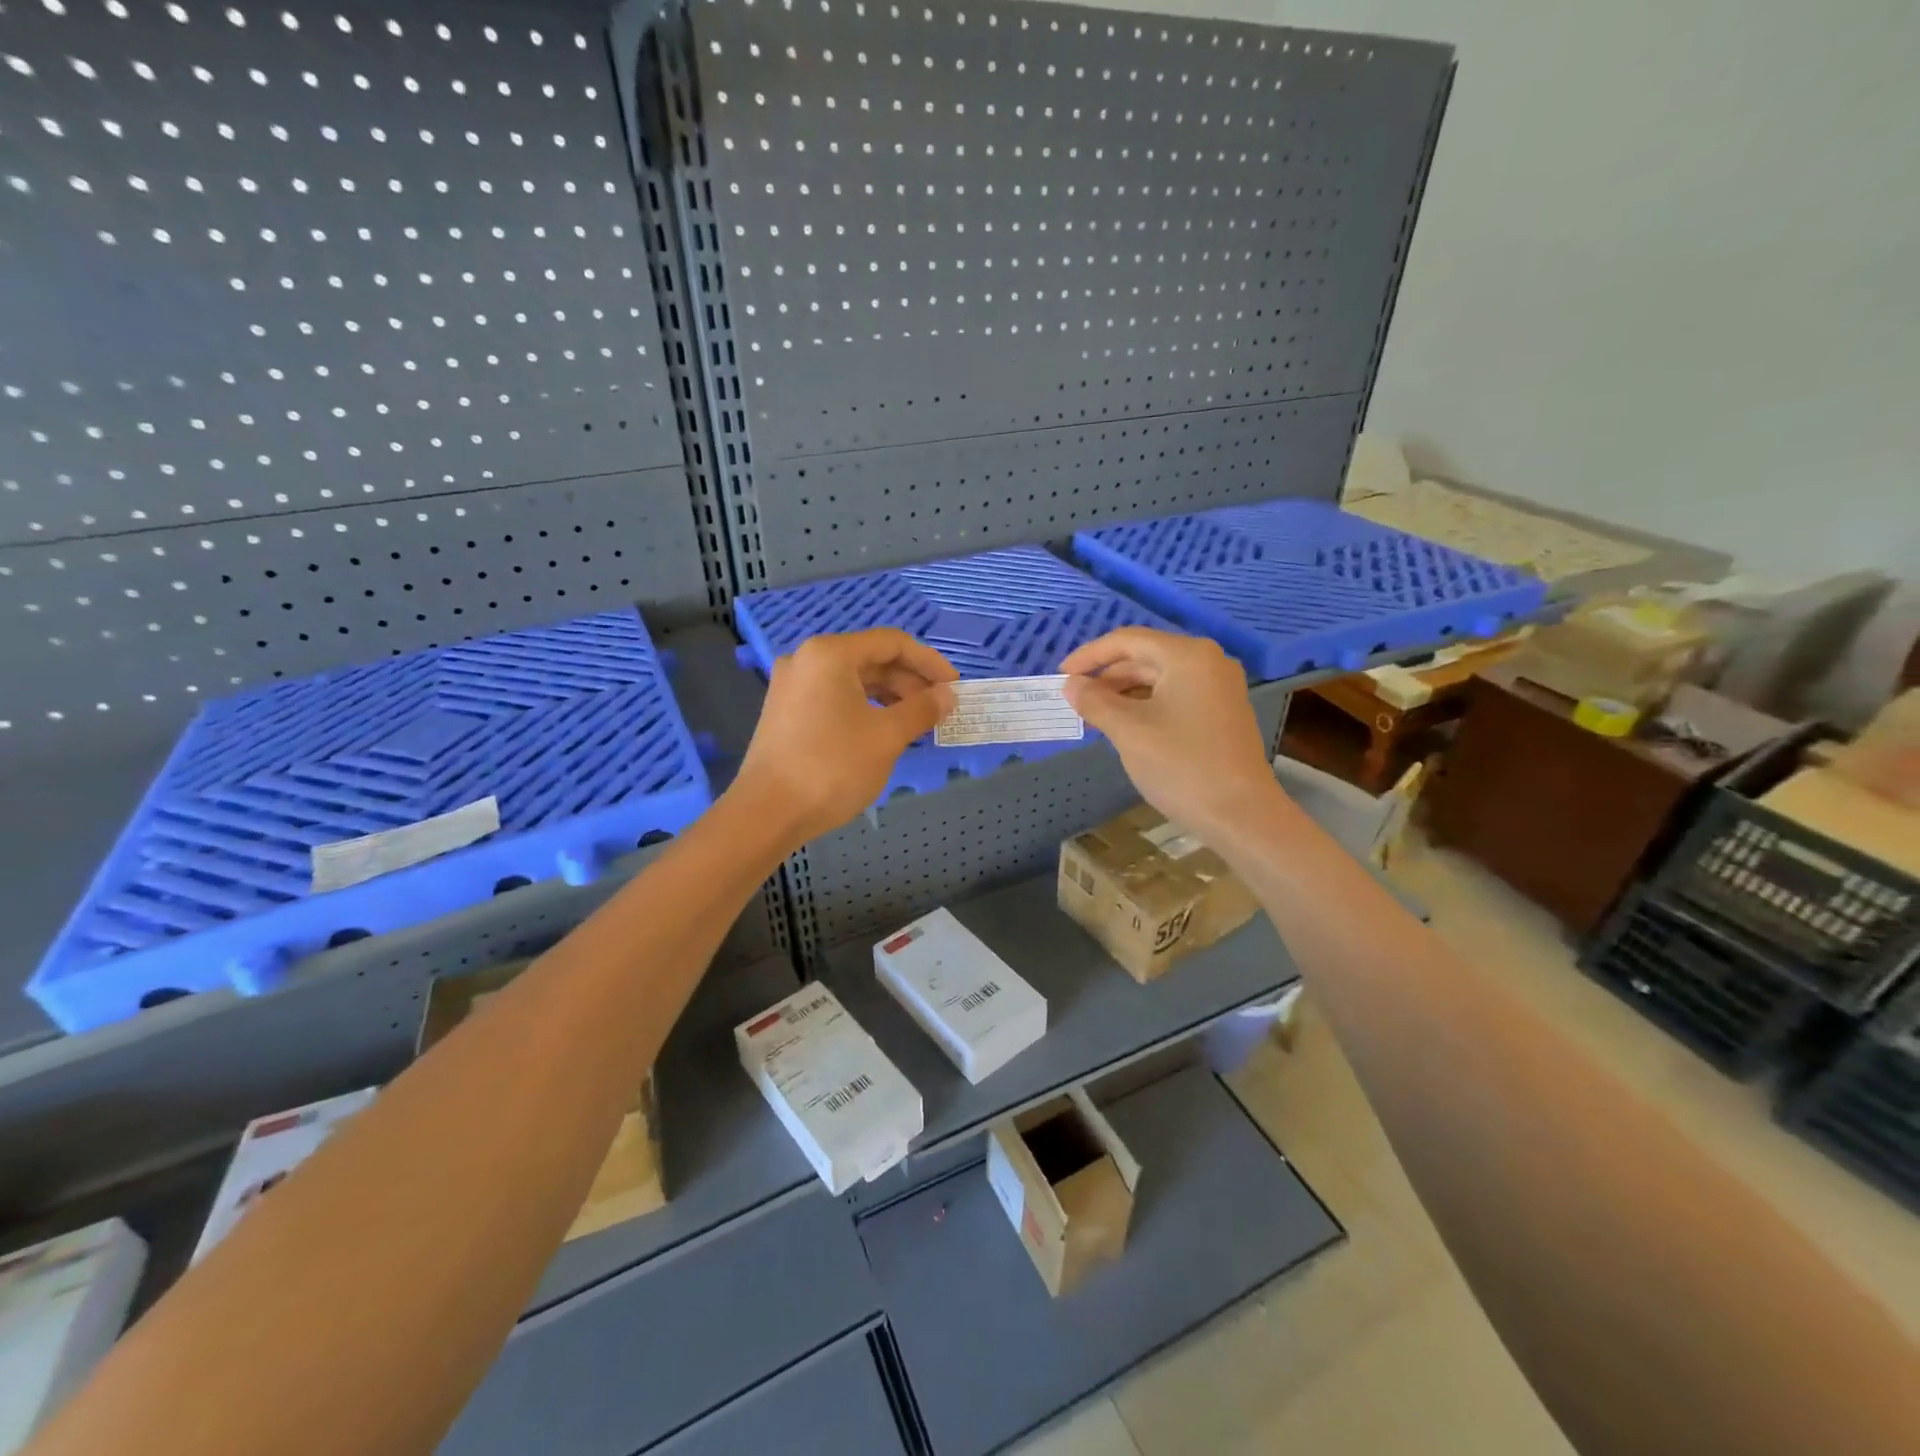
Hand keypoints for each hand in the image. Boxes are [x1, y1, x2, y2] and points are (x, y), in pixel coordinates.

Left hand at [734, 629, 957, 843]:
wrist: (768, 813)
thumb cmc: (832, 767)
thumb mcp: (887, 736)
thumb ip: (922, 709)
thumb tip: (947, 696)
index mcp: (830, 654)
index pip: (892, 643)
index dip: (929, 662)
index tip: (954, 688)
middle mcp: (807, 660)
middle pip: (872, 660)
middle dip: (910, 682)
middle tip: (939, 710)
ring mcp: (793, 686)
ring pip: (854, 681)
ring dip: (890, 697)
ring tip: (917, 724)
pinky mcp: (787, 712)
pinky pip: (836, 698)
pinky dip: (866, 709)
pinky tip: (885, 733)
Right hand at [1061, 628, 1280, 838]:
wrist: (1241, 814)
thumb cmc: (1182, 766)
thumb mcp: (1128, 731)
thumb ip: (1095, 702)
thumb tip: (1071, 684)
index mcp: (1187, 656)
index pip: (1128, 640)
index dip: (1090, 656)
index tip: (1061, 676)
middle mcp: (1208, 662)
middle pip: (1145, 657)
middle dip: (1106, 676)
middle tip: (1075, 700)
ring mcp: (1219, 688)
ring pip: (1159, 678)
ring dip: (1124, 693)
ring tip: (1094, 716)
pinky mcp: (1222, 713)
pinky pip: (1174, 696)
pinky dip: (1145, 705)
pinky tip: (1125, 727)